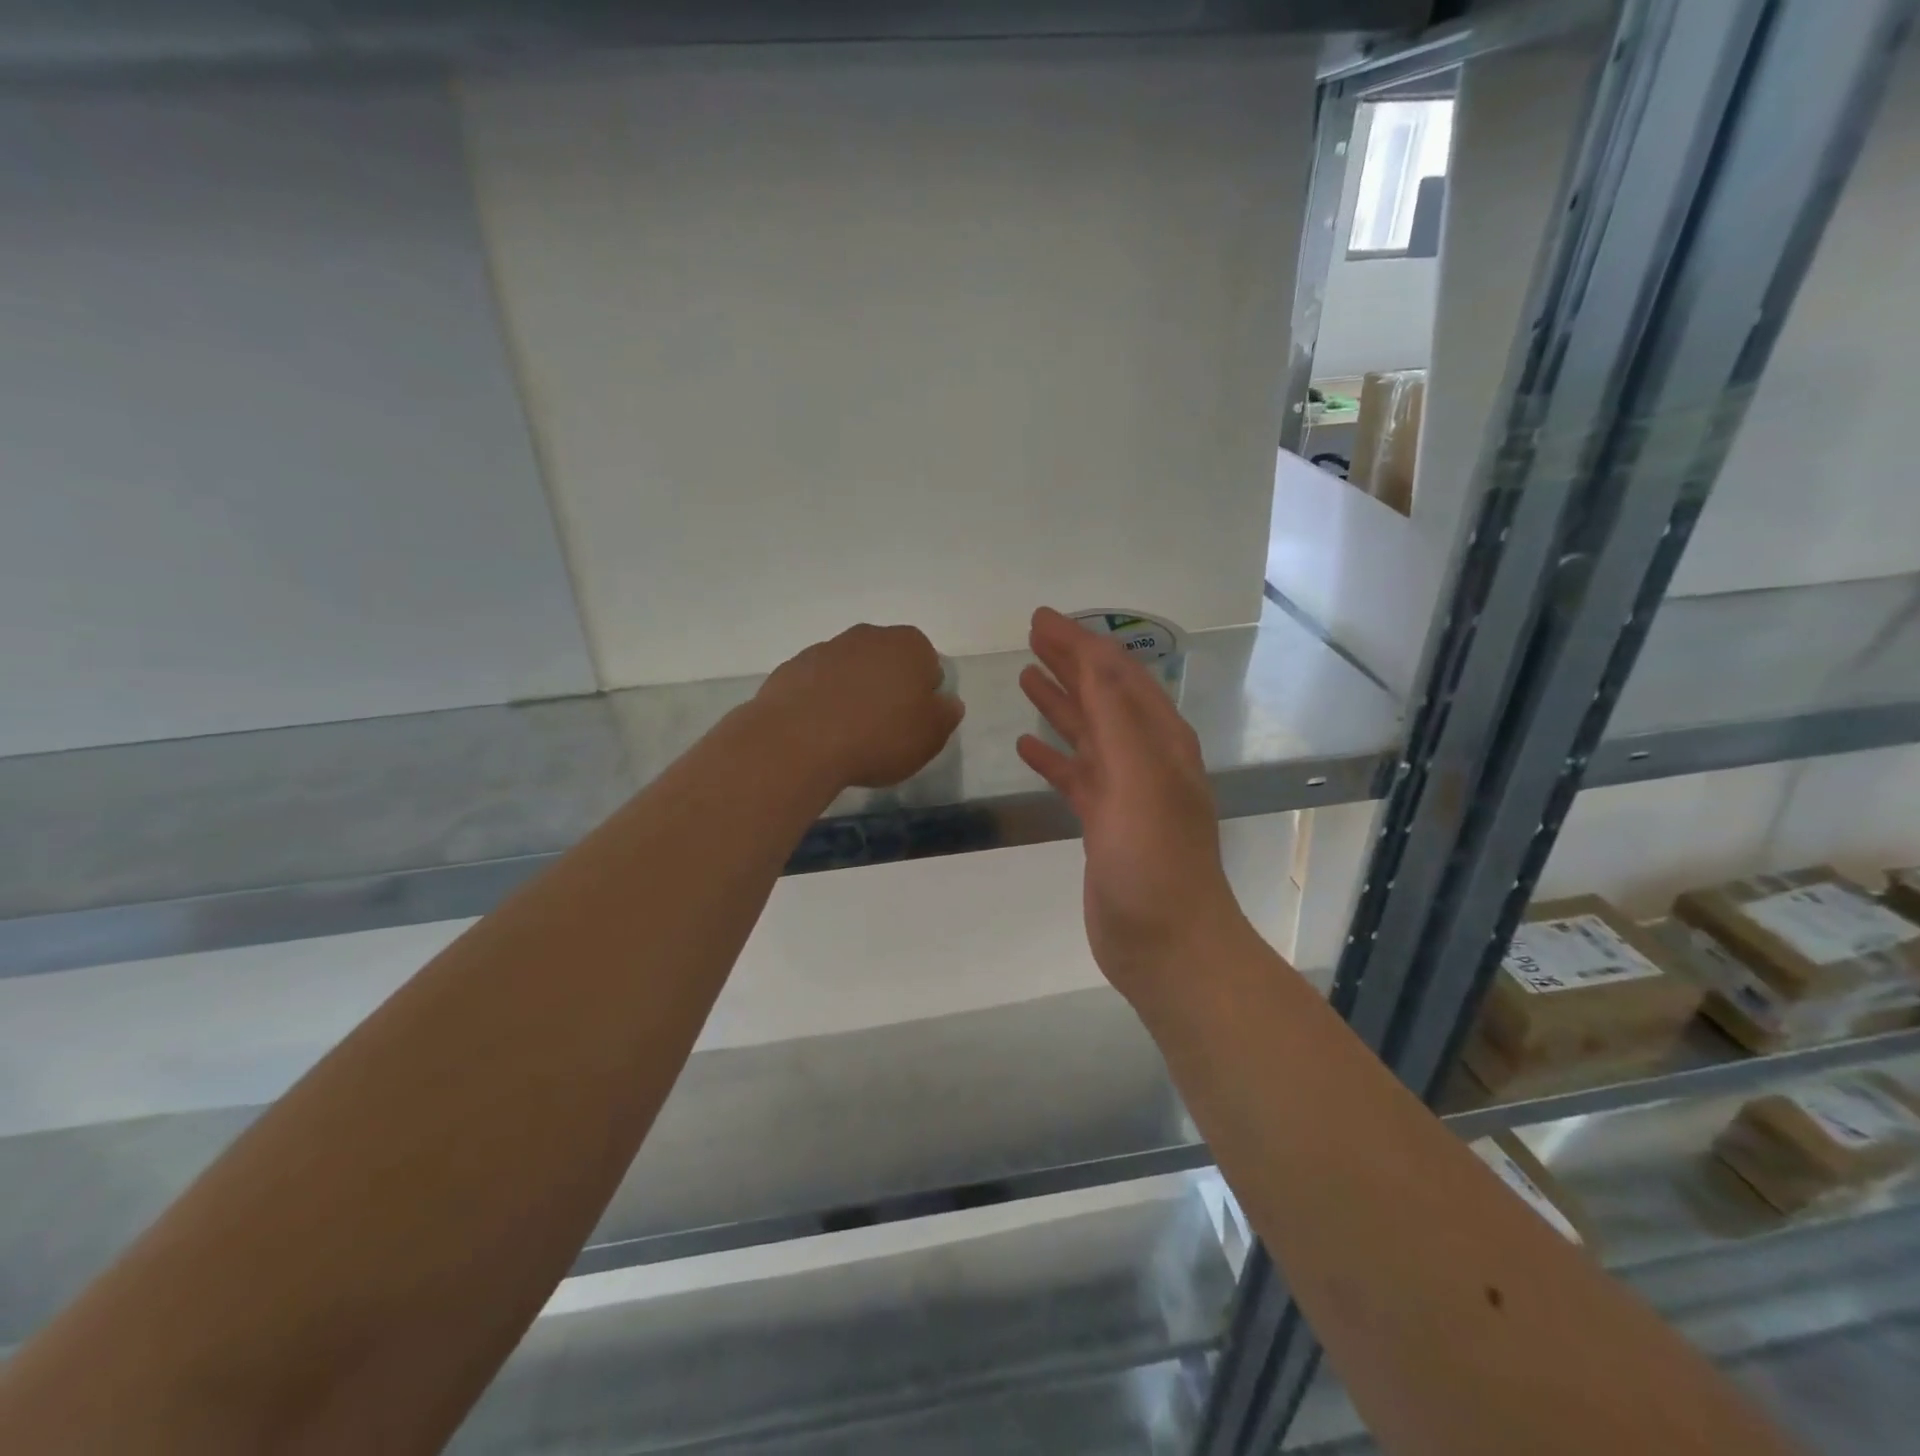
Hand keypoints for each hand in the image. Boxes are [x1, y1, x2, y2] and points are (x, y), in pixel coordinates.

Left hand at [757, 623, 963, 789]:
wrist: (799, 741)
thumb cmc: (879, 736)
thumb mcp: (931, 736)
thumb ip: (945, 715)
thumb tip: (946, 702)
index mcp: (909, 645)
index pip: (928, 664)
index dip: (924, 695)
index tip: (913, 723)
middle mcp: (868, 636)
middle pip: (887, 662)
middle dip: (888, 687)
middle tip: (884, 728)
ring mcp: (825, 648)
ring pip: (850, 670)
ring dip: (853, 693)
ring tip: (848, 734)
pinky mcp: (791, 668)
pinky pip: (817, 684)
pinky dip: (821, 701)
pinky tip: (819, 732)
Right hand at [1017, 607, 1246, 1003]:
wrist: (1167, 945)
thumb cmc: (1154, 860)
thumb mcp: (1139, 777)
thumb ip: (1115, 715)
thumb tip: (1092, 654)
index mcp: (1159, 740)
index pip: (1117, 674)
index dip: (1081, 642)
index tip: (1041, 619)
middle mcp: (1145, 758)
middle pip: (1102, 696)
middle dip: (1070, 662)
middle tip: (1031, 635)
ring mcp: (1123, 792)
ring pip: (1087, 733)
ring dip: (1060, 701)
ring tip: (1027, 675)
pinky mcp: (1103, 823)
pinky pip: (1074, 776)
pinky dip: (1052, 756)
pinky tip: (1026, 745)